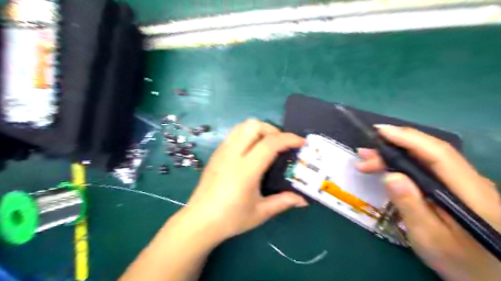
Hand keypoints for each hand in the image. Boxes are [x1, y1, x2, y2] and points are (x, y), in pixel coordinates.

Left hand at [186, 118, 306, 243]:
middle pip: (253, 125)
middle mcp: (232, 155)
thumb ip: (283, 202)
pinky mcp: (216, 153)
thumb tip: (303, 199)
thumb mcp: (261, 213)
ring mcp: (222, 152)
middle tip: (281, 144)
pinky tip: (251, 151)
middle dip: (272, 129)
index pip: (269, 144)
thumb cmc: (230, 219)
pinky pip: (234, 134)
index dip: (288, 139)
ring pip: (241, 126)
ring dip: (258, 129)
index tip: (301, 142)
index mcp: (245, 170)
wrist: (199, 220)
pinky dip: (247, 135)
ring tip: (267, 144)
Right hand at [356, 125, 500, 280]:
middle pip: (427, 153)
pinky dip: (402, 165)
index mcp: (470, 191)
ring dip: (394, 156)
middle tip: (363, 156)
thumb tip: (391, 175)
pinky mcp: (453, 189)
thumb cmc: (462, 263)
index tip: (380, 131)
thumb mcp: (431, 238)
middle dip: (392, 148)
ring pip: (424, 159)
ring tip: (367, 161)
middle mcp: (469, 180)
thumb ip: (411, 206)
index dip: (407, 137)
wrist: (490, 278)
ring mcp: (462, 184)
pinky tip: (386, 169)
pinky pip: (425, 169)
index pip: (437, 152)